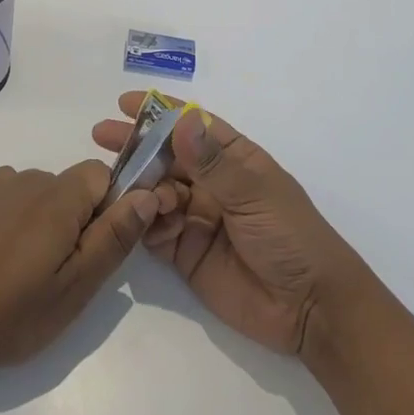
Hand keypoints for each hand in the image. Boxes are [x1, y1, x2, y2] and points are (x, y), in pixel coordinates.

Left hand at [0, 161, 159, 373]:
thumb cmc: (11, 314)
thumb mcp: (75, 288)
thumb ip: (113, 237)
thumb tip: (148, 194)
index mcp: (58, 198)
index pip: (102, 176)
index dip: (107, 209)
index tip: (91, 250)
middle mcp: (27, 178)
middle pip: (69, 186)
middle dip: (73, 219)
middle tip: (55, 272)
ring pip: (37, 192)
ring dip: (41, 219)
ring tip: (20, 269)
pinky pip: (7, 195)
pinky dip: (11, 217)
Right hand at [92, 93, 366, 356]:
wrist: (311, 311)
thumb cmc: (292, 238)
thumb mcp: (255, 195)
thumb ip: (213, 164)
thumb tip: (178, 124)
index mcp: (235, 160)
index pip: (193, 126)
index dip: (160, 112)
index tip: (126, 103)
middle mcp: (212, 184)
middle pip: (166, 157)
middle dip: (136, 145)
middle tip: (102, 136)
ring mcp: (197, 217)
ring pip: (155, 191)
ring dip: (139, 185)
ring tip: (126, 188)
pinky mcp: (185, 252)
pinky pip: (153, 229)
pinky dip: (142, 221)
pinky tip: (139, 218)